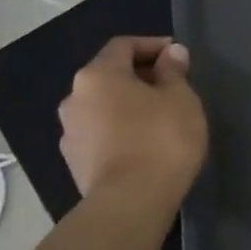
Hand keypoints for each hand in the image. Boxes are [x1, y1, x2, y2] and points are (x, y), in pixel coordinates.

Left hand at [58, 37, 207, 213]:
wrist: (130, 204)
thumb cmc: (160, 139)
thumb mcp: (180, 98)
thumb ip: (174, 71)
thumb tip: (171, 53)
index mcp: (97, 75)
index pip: (123, 45)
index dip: (153, 46)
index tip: (178, 57)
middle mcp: (74, 98)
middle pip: (110, 76)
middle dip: (141, 77)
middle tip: (173, 87)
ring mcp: (70, 133)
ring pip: (103, 106)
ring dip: (129, 105)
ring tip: (160, 118)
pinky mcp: (74, 163)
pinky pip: (101, 133)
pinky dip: (121, 130)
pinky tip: (144, 143)